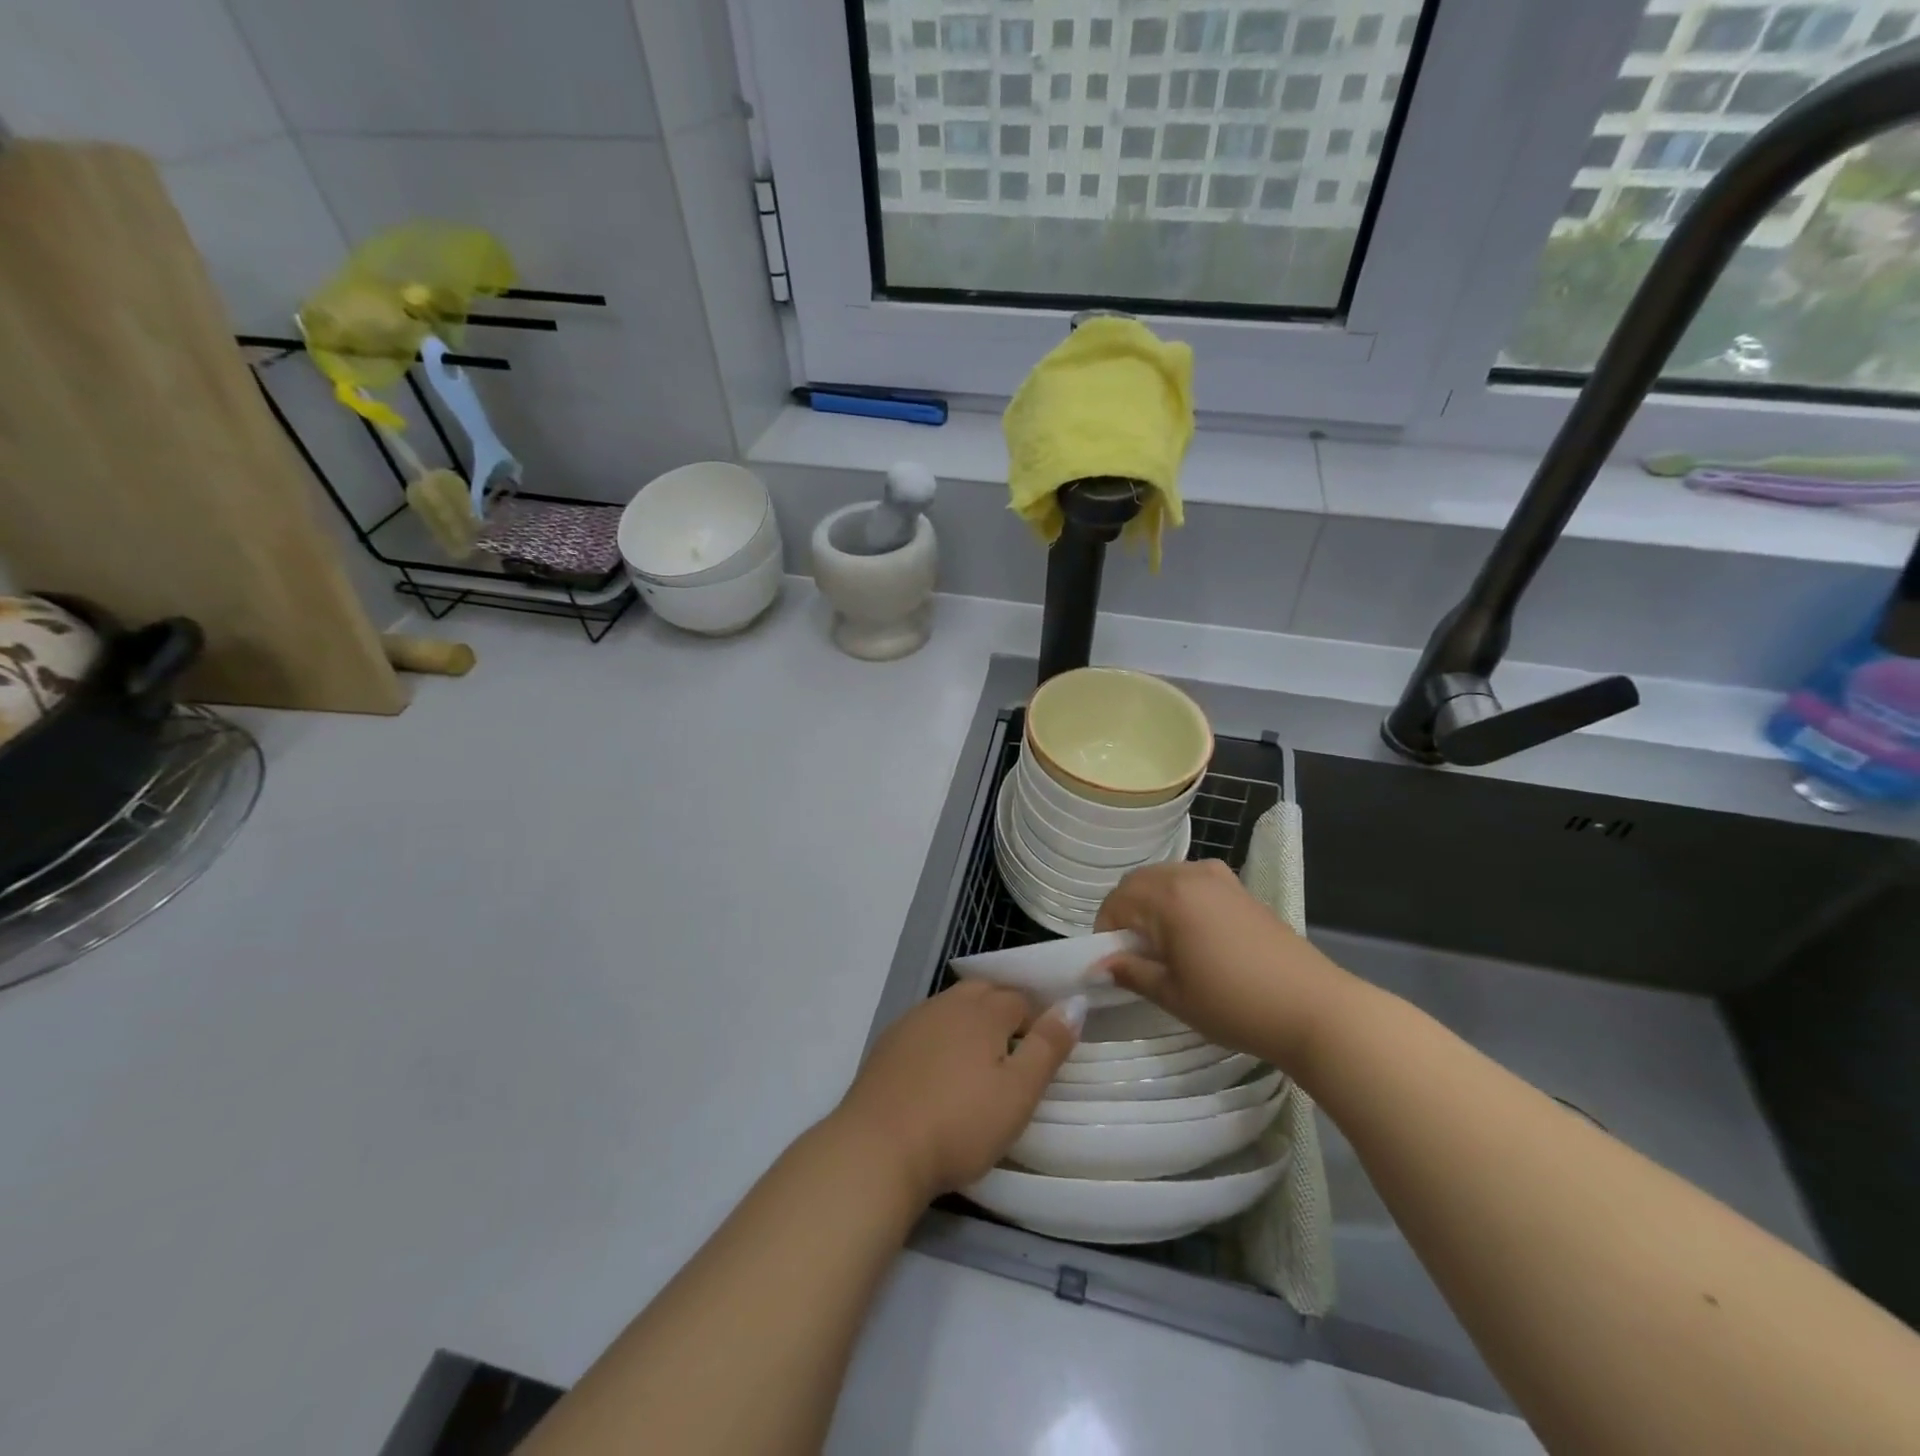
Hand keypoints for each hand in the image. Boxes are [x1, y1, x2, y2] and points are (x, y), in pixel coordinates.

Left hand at [833, 982, 1083, 1204]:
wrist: (879, 1147)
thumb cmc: (960, 1123)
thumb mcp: (1018, 1093)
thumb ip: (1048, 1046)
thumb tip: (1075, 1002)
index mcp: (983, 1011)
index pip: (1020, 999)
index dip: (1035, 1021)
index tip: (1040, 1053)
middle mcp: (947, 1004)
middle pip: (984, 993)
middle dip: (1003, 1012)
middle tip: (1013, 1053)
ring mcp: (913, 1020)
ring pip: (952, 1006)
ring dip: (970, 1022)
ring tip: (978, 1061)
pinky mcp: (888, 1043)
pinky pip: (925, 1026)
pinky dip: (940, 1037)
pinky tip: (938, 1070)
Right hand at [1094, 859, 1351, 1072]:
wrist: (1314, 1008)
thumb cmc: (1234, 1004)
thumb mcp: (1174, 995)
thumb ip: (1131, 972)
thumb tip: (1099, 964)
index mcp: (1167, 897)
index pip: (1116, 903)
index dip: (1106, 933)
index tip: (1114, 964)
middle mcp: (1189, 875)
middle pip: (1137, 883)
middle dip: (1125, 913)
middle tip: (1134, 955)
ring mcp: (1218, 877)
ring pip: (1164, 878)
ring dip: (1151, 904)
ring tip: (1164, 946)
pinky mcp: (1239, 888)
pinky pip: (1191, 881)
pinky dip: (1178, 899)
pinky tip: (1192, 935)